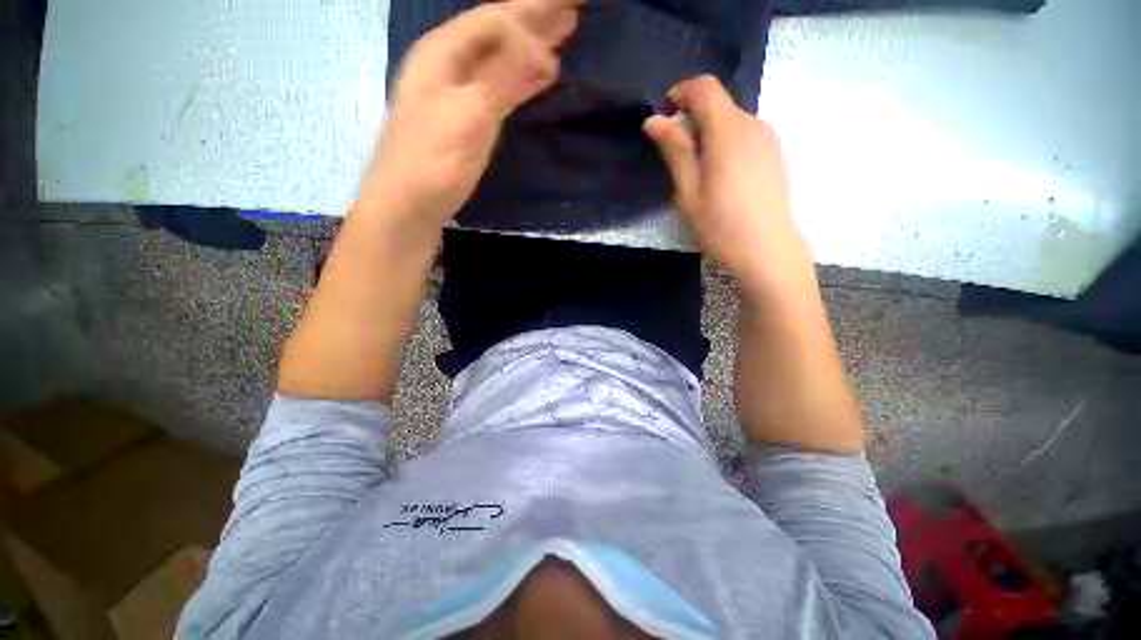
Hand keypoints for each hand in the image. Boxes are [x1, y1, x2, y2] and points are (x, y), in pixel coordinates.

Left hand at [361, 0, 581, 227]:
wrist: (408, 206)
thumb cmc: (434, 161)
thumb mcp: (469, 113)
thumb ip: (503, 77)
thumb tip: (542, 53)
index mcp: (443, 52)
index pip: (494, 20)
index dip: (530, 19)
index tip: (566, 26)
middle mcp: (448, 65)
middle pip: (497, 33)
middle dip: (534, 21)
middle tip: (570, 12)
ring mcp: (456, 94)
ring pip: (500, 60)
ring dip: (530, 48)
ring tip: (561, 37)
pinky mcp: (465, 122)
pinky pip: (499, 88)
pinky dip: (521, 81)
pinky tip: (538, 79)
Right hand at [643, 76, 807, 291]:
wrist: (766, 250)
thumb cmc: (720, 224)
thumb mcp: (688, 190)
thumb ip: (674, 150)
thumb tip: (654, 119)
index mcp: (728, 130)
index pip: (705, 87)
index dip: (681, 93)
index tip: (664, 114)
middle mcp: (753, 124)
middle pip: (719, 104)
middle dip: (693, 118)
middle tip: (676, 155)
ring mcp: (768, 139)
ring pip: (732, 121)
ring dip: (709, 133)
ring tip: (698, 171)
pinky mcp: (775, 155)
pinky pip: (745, 135)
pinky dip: (726, 143)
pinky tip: (721, 176)